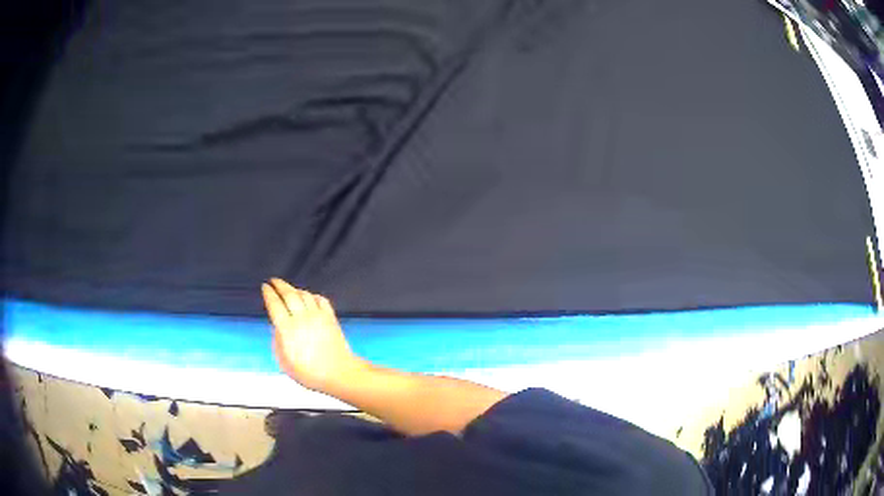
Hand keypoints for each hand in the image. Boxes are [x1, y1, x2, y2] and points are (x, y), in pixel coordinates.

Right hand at [262, 278, 362, 391]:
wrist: (339, 373)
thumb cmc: (310, 373)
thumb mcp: (285, 362)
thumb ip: (278, 342)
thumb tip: (278, 328)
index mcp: (287, 329)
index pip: (274, 304)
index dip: (268, 293)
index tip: (265, 287)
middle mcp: (301, 318)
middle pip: (289, 294)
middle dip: (280, 285)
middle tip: (274, 281)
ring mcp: (318, 316)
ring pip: (304, 294)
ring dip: (295, 289)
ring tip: (289, 289)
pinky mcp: (330, 318)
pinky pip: (320, 299)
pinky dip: (313, 295)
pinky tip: (309, 298)